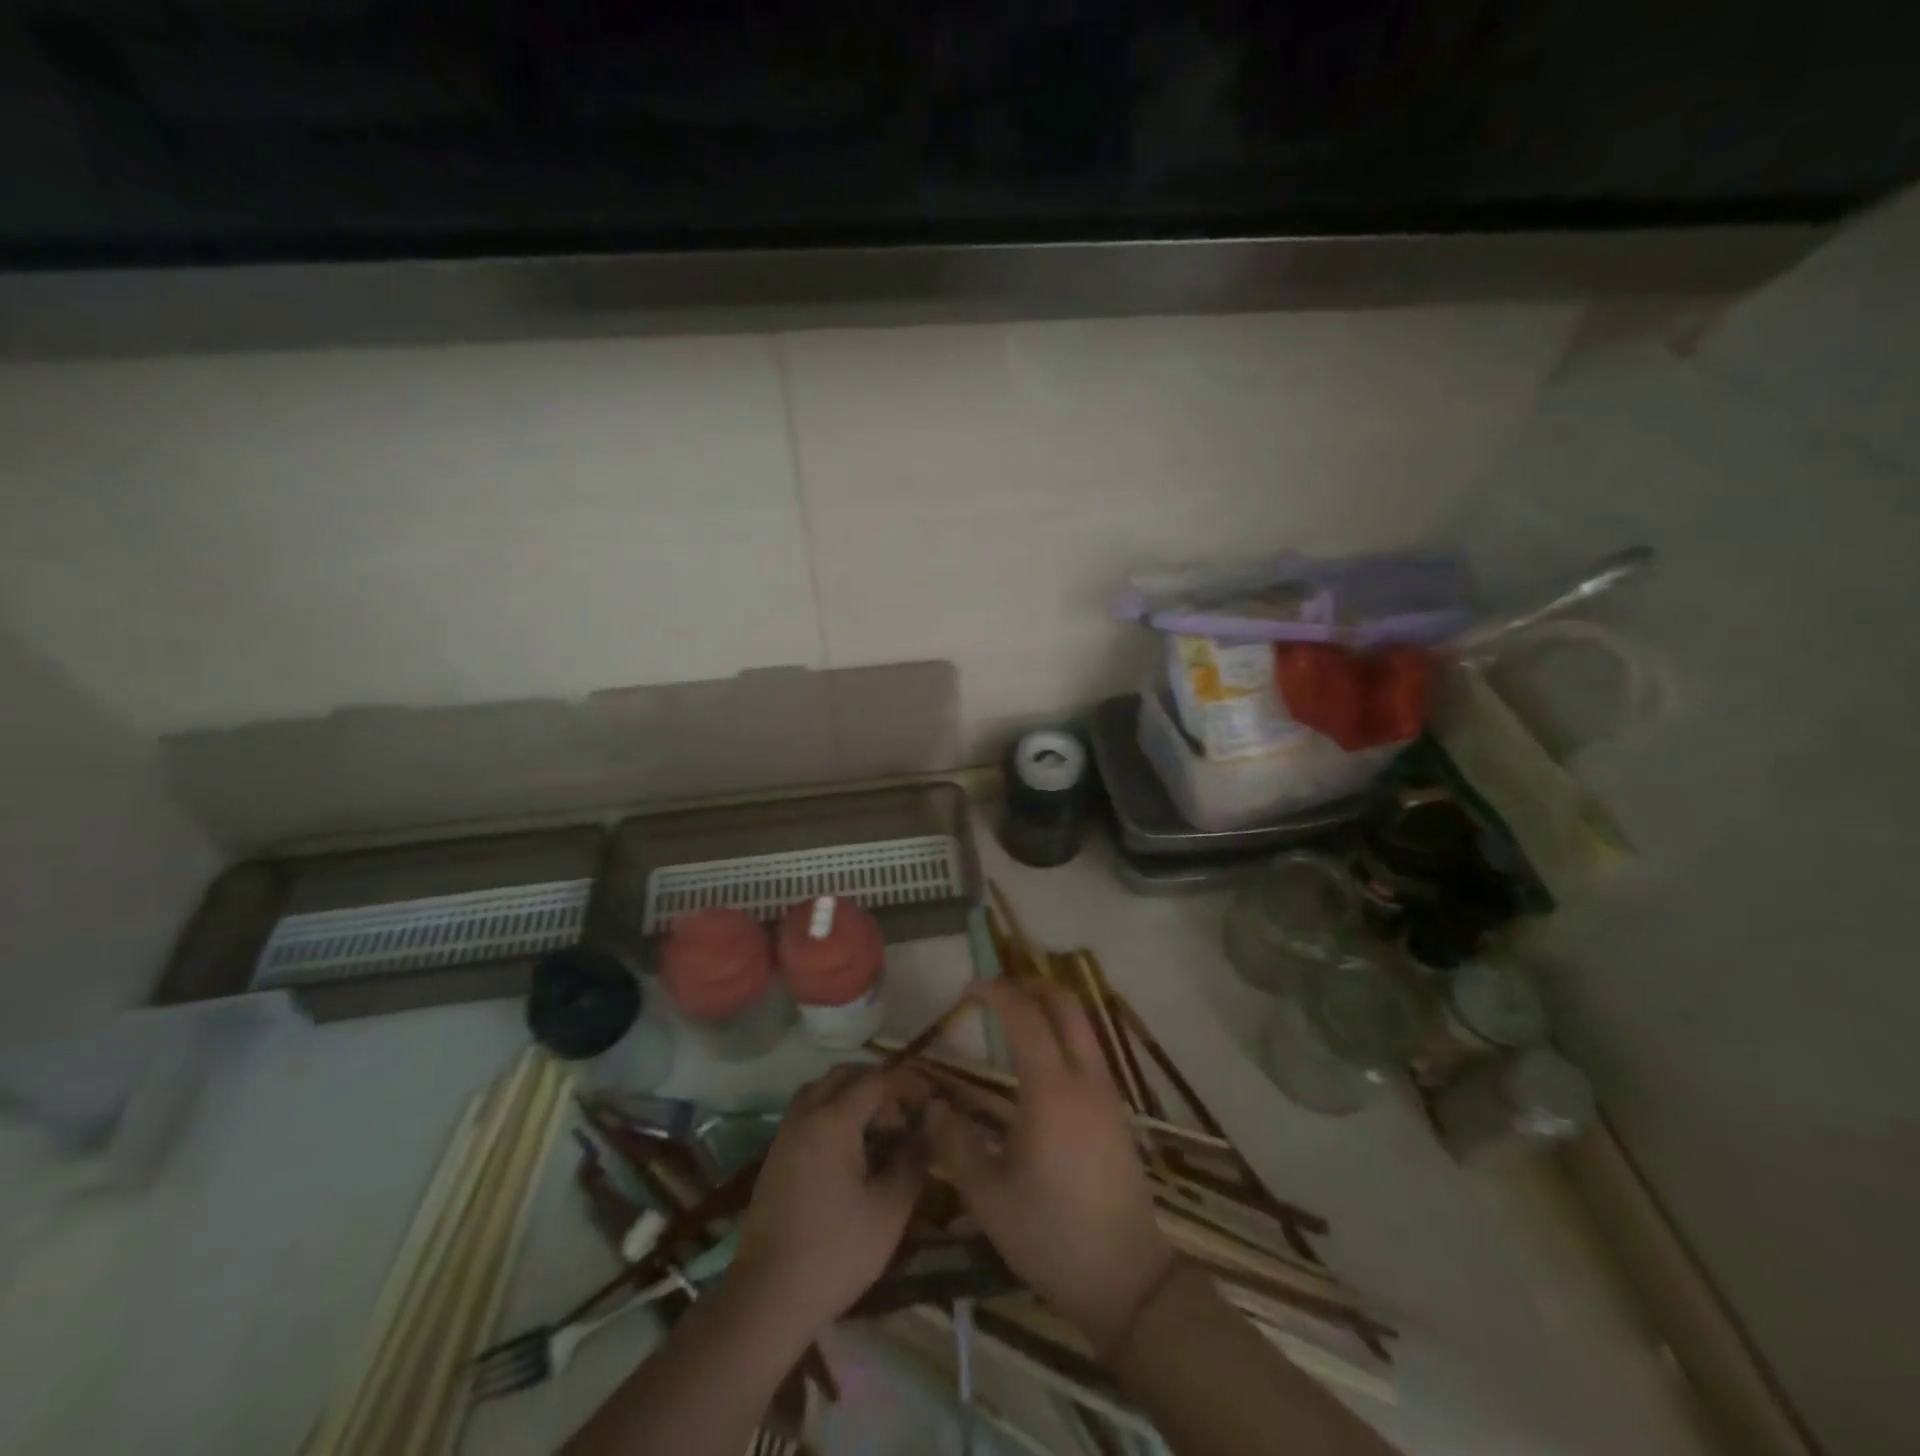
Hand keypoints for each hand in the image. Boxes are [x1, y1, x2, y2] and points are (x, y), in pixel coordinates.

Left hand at [728, 1066, 927, 1338]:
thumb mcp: (889, 1211)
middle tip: (903, 1112)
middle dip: (878, 1084)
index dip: (906, 1082)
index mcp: (833, 1120)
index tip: (930, 1095)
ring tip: (878, 1127)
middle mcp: (806, 1115)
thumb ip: (913, 1160)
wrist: (767, 1299)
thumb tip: (929, 1126)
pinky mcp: (776, 1155)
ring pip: (822, 1090)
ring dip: (852, 1095)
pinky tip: (850, 1148)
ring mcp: (785, 1133)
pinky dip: (832, 1111)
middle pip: (845, 1075)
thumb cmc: (835, 1253)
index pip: (876, 1080)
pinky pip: (808, 1111)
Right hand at [926, 981, 1176, 1352]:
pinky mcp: (1116, 1109)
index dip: (995, 992)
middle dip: (1028, 985)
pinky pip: (1089, 1048)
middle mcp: (1085, 1077)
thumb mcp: (988, 1197)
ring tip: (1012, 1019)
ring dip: (1048, 1006)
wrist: (1126, 1278)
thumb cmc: (1051, 1235)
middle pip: (1064, 1003)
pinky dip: (1062, 1033)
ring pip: (1081, 1023)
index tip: (967, 989)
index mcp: (1051, 1090)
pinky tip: (1038, 1061)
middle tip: (994, 992)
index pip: (1024, 1015)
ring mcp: (1107, 1091)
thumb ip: (955, 1143)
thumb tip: (931, 1106)